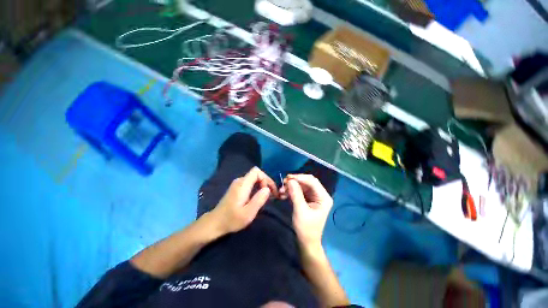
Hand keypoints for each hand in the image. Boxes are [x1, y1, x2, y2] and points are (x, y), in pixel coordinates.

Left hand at [209, 167, 277, 234]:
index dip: (265, 178)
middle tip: (271, 194)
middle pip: (256, 174)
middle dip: (266, 182)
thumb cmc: (231, 219)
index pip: (257, 171)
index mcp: (242, 185)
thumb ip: (258, 200)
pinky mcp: (237, 188)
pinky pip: (250, 182)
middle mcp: (240, 181)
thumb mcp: (248, 213)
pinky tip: (258, 196)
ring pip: (254, 178)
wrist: (215, 223)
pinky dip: (257, 187)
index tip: (269, 191)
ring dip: (262, 185)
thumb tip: (267, 189)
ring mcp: (237, 184)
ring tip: (267, 196)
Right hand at [284, 174, 332, 247]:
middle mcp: (320, 194)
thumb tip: (290, 180)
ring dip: (291, 186)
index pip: (312, 181)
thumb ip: (296, 194)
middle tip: (283, 183)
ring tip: (281, 191)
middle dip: (295, 181)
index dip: (300, 178)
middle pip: (307, 182)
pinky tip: (283, 194)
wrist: (306, 242)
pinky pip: (299, 191)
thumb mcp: (300, 211)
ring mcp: (314, 197)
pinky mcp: (308, 199)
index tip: (287, 178)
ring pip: (302, 186)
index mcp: (323, 197)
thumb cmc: (306, 229)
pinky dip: (291, 191)